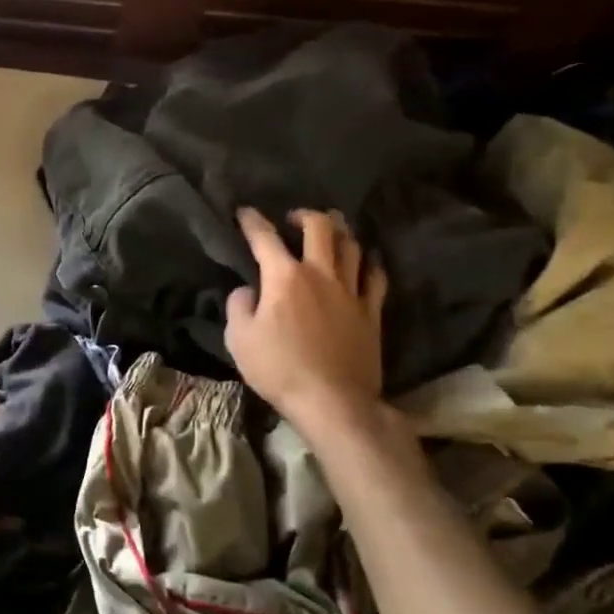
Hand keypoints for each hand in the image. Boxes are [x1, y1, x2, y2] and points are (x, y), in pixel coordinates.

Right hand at [226, 208, 388, 427]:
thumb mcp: (239, 339)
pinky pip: (376, 277)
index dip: (252, 221)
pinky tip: (366, 261)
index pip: (265, 238)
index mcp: (284, 277)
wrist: (333, 401)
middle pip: (320, 228)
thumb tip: (247, 290)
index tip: (244, 212)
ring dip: (340, 231)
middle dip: (305, 215)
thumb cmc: (279, 368)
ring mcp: (351, 292)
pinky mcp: (371, 312)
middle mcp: (320, 274)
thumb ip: (238, 306)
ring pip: (351, 246)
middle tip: (294, 218)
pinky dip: (369, 263)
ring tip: (331, 229)